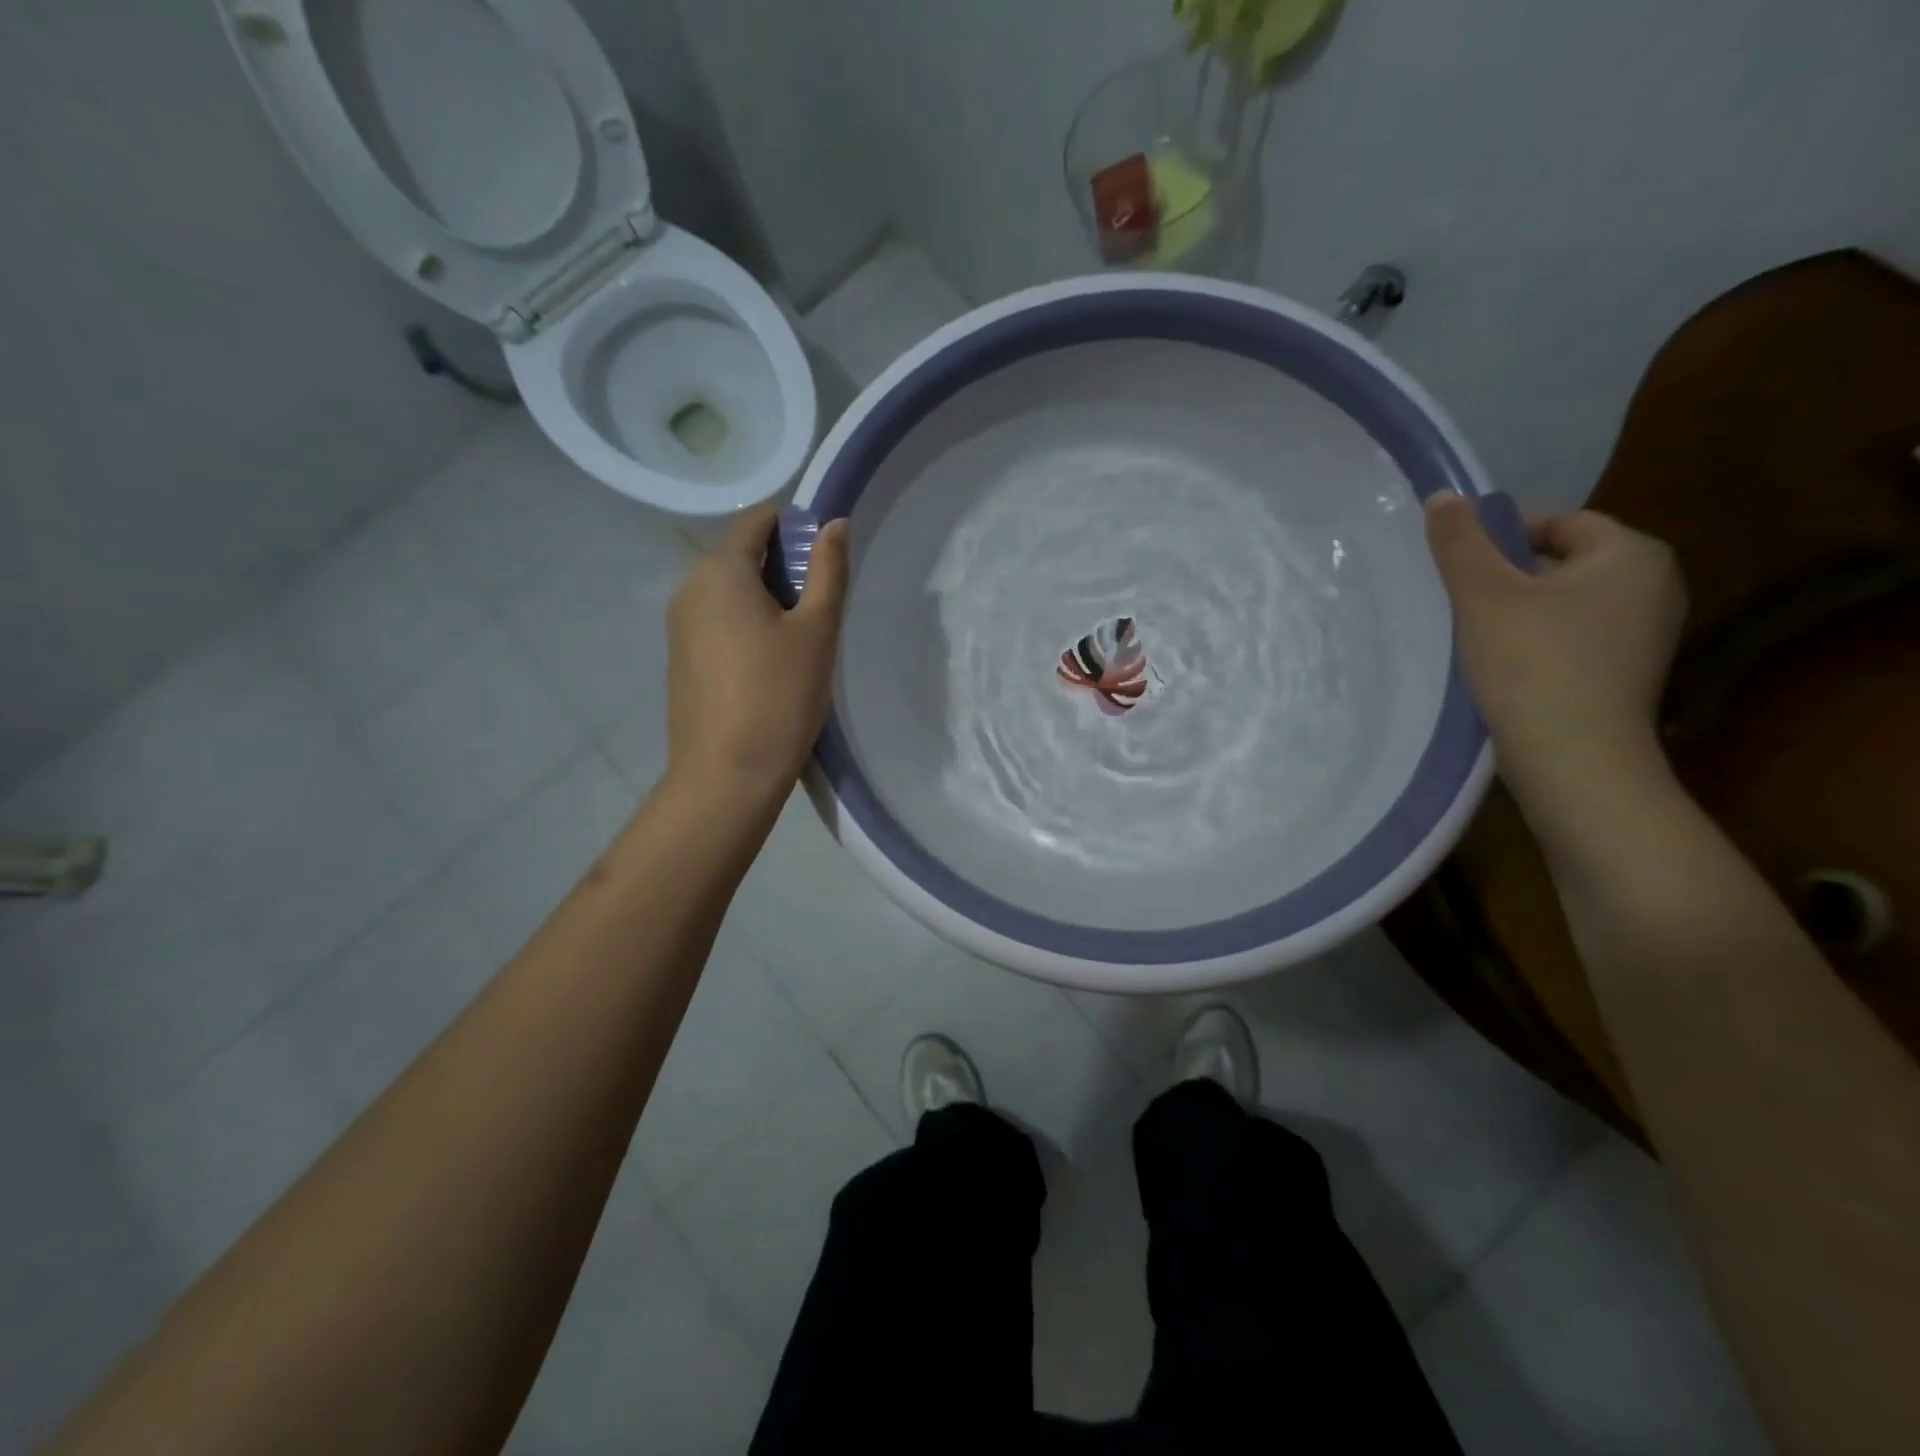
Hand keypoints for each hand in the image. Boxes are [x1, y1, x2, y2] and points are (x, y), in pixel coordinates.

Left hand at [665, 506, 850, 797]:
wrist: (727, 775)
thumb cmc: (779, 696)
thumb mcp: (816, 630)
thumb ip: (828, 571)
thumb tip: (835, 523)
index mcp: (719, 572)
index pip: (753, 521)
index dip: (791, 524)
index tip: (823, 550)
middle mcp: (689, 589)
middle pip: (737, 555)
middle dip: (780, 563)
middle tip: (820, 599)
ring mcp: (678, 627)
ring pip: (726, 590)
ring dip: (763, 595)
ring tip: (800, 633)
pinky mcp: (680, 659)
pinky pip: (715, 621)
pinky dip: (744, 622)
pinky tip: (770, 660)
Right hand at [1424, 495, 1686, 790]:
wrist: (1573, 756)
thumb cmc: (1531, 663)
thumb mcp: (1483, 594)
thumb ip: (1461, 542)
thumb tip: (1442, 496)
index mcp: (1632, 554)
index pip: (1559, 522)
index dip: (1502, 538)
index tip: (1461, 569)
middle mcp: (1655, 585)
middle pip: (1563, 561)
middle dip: (1510, 576)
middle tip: (1463, 603)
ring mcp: (1648, 633)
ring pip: (1567, 602)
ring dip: (1521, 611)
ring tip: (1478, 635)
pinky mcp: (1629, 672)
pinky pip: (1576, 636)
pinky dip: (1540, 641)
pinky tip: (1507, 665)